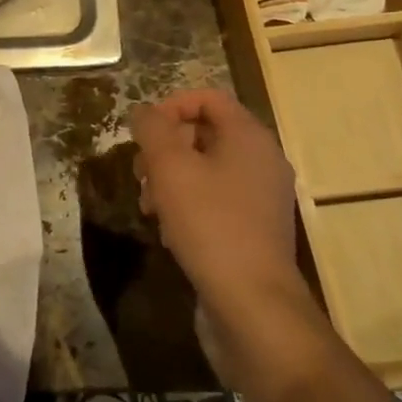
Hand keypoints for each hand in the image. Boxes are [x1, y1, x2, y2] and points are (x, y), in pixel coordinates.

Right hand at [130, 89, 302, 309]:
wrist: (253, 303)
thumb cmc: (210, 224)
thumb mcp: (170, 167)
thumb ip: (152, 129)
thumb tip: (144, 113)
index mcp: (249, 137)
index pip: (208, 98)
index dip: (170, 106)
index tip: (142, 132)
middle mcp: (261, 160)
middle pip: (204, 134)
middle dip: (164, 149)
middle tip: (140, 174)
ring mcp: (260, 197)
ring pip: (204, 169)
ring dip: (170, 180)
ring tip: (149, 207)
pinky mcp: (253, 228)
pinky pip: (214, 200)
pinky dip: (187, 206)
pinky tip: (170, 232)